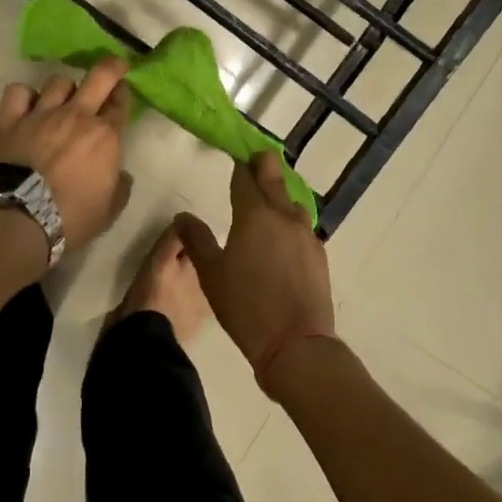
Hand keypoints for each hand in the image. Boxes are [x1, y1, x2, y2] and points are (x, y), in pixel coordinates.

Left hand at [0, 58, 132, 249]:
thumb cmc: (71, 219)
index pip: (121, 103)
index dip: (124, 95)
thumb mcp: (109, 210)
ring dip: (66, 88)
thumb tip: (120, 175)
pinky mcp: (11, 121)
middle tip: (114, 68)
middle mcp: (76, 116)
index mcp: (105, 135)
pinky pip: (18, 92)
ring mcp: (42, 114)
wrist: (18, 220)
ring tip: (64, 99)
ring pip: (58, 81)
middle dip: (111, 67)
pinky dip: (25, 95)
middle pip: (99, 76)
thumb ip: (120, 186)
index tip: (123, 93)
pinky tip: (28, 105)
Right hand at [176, 150, 334, 392]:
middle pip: (274, 174)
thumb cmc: (246, 306)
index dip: (238, 165)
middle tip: (251, 164)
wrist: (296, 343)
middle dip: (262, 164)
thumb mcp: (211, 274)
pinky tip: (283, 239)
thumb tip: (183, 216)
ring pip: (292, 199)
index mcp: (254, 214)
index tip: (233, 157)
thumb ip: (196, 240)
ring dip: (279, 194)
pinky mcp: (319, 252)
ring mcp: (305, 233)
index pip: (245, 176)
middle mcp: (283, 215)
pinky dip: (290, 221)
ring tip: (266, 207)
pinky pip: (303, 225)